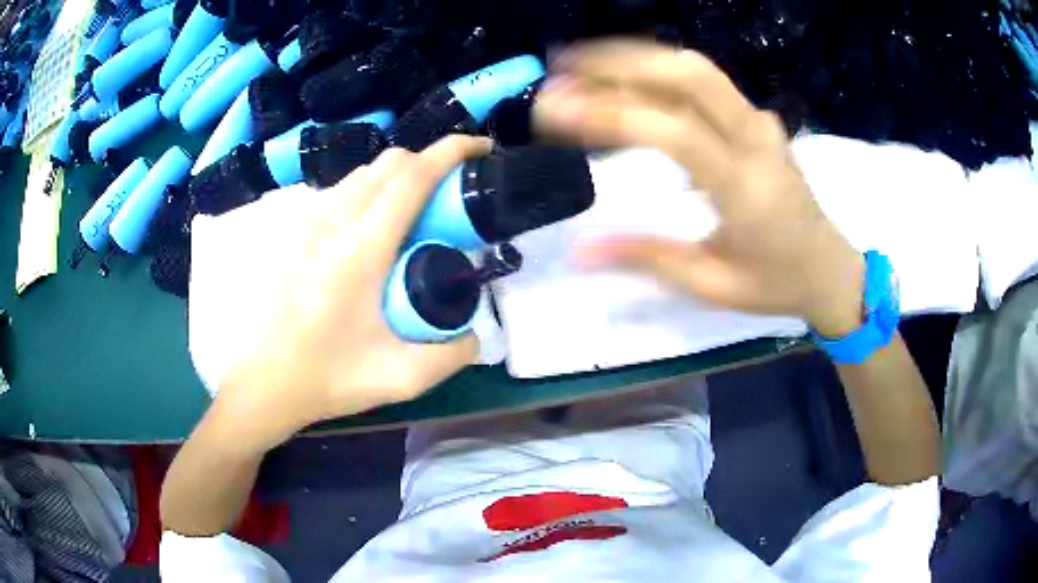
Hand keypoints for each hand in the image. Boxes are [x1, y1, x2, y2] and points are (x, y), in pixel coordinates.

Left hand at [211, 136, 491, 453]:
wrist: (261, 384)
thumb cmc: (325, 378)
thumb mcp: (400, 378)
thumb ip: (451, 355)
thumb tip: (474, 333)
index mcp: (362, 248)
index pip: (413, 176)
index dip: (452, 151)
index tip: (481, 148)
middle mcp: (333, 221)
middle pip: (389, 162)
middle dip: (430, 161)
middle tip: (452, 195)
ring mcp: (308, 222)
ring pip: (363, 173)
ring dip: (398, 176)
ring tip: (416, 211)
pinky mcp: (294, 232)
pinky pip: (341, 191)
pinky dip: (370, 191)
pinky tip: (373, 229)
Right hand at [534, 40, 863, 336]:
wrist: (829, 267)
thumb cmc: (775, 284)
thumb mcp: (712, 286)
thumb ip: (648, 259)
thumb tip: (580, 251)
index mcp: (747, 189)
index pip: (674, 132)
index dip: (610, 114)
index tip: (553, 110)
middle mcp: (756, 141)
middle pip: (688, 75)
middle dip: (619, 63)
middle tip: (562, 69)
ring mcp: (761, 122)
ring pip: (696, 68)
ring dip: (636, 58)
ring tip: (582, 65)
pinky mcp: (758, 118)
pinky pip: (705, 80)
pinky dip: (658, 69)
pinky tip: (626, 77)